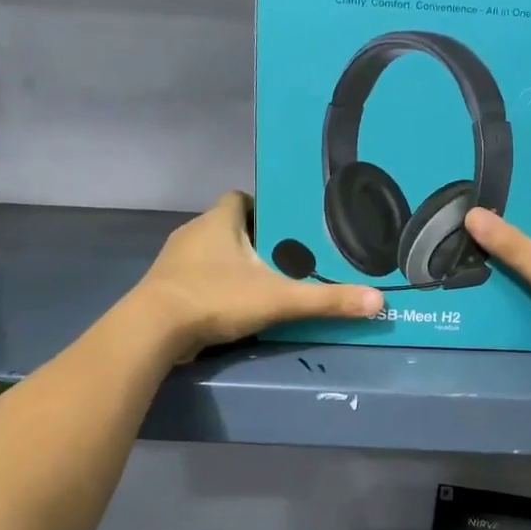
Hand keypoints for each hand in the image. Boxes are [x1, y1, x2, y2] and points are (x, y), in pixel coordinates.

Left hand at [134, 192, 382, 361]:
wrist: (153, 331)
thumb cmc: (216, 298)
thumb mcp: (279, 299)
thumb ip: (327, 300)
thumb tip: (377, 301)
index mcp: (218, 221)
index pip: (240, 197)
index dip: (263, 208)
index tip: (287, 227)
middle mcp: (193, 233)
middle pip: (229, 226)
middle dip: (255, 241)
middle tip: (287, 259)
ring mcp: (175, 261)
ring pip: (212, 254)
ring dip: (234, 265)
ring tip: (266, 283)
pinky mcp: (166, 288)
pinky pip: (197, 278)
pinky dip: (216, 287)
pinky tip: (234, 306)